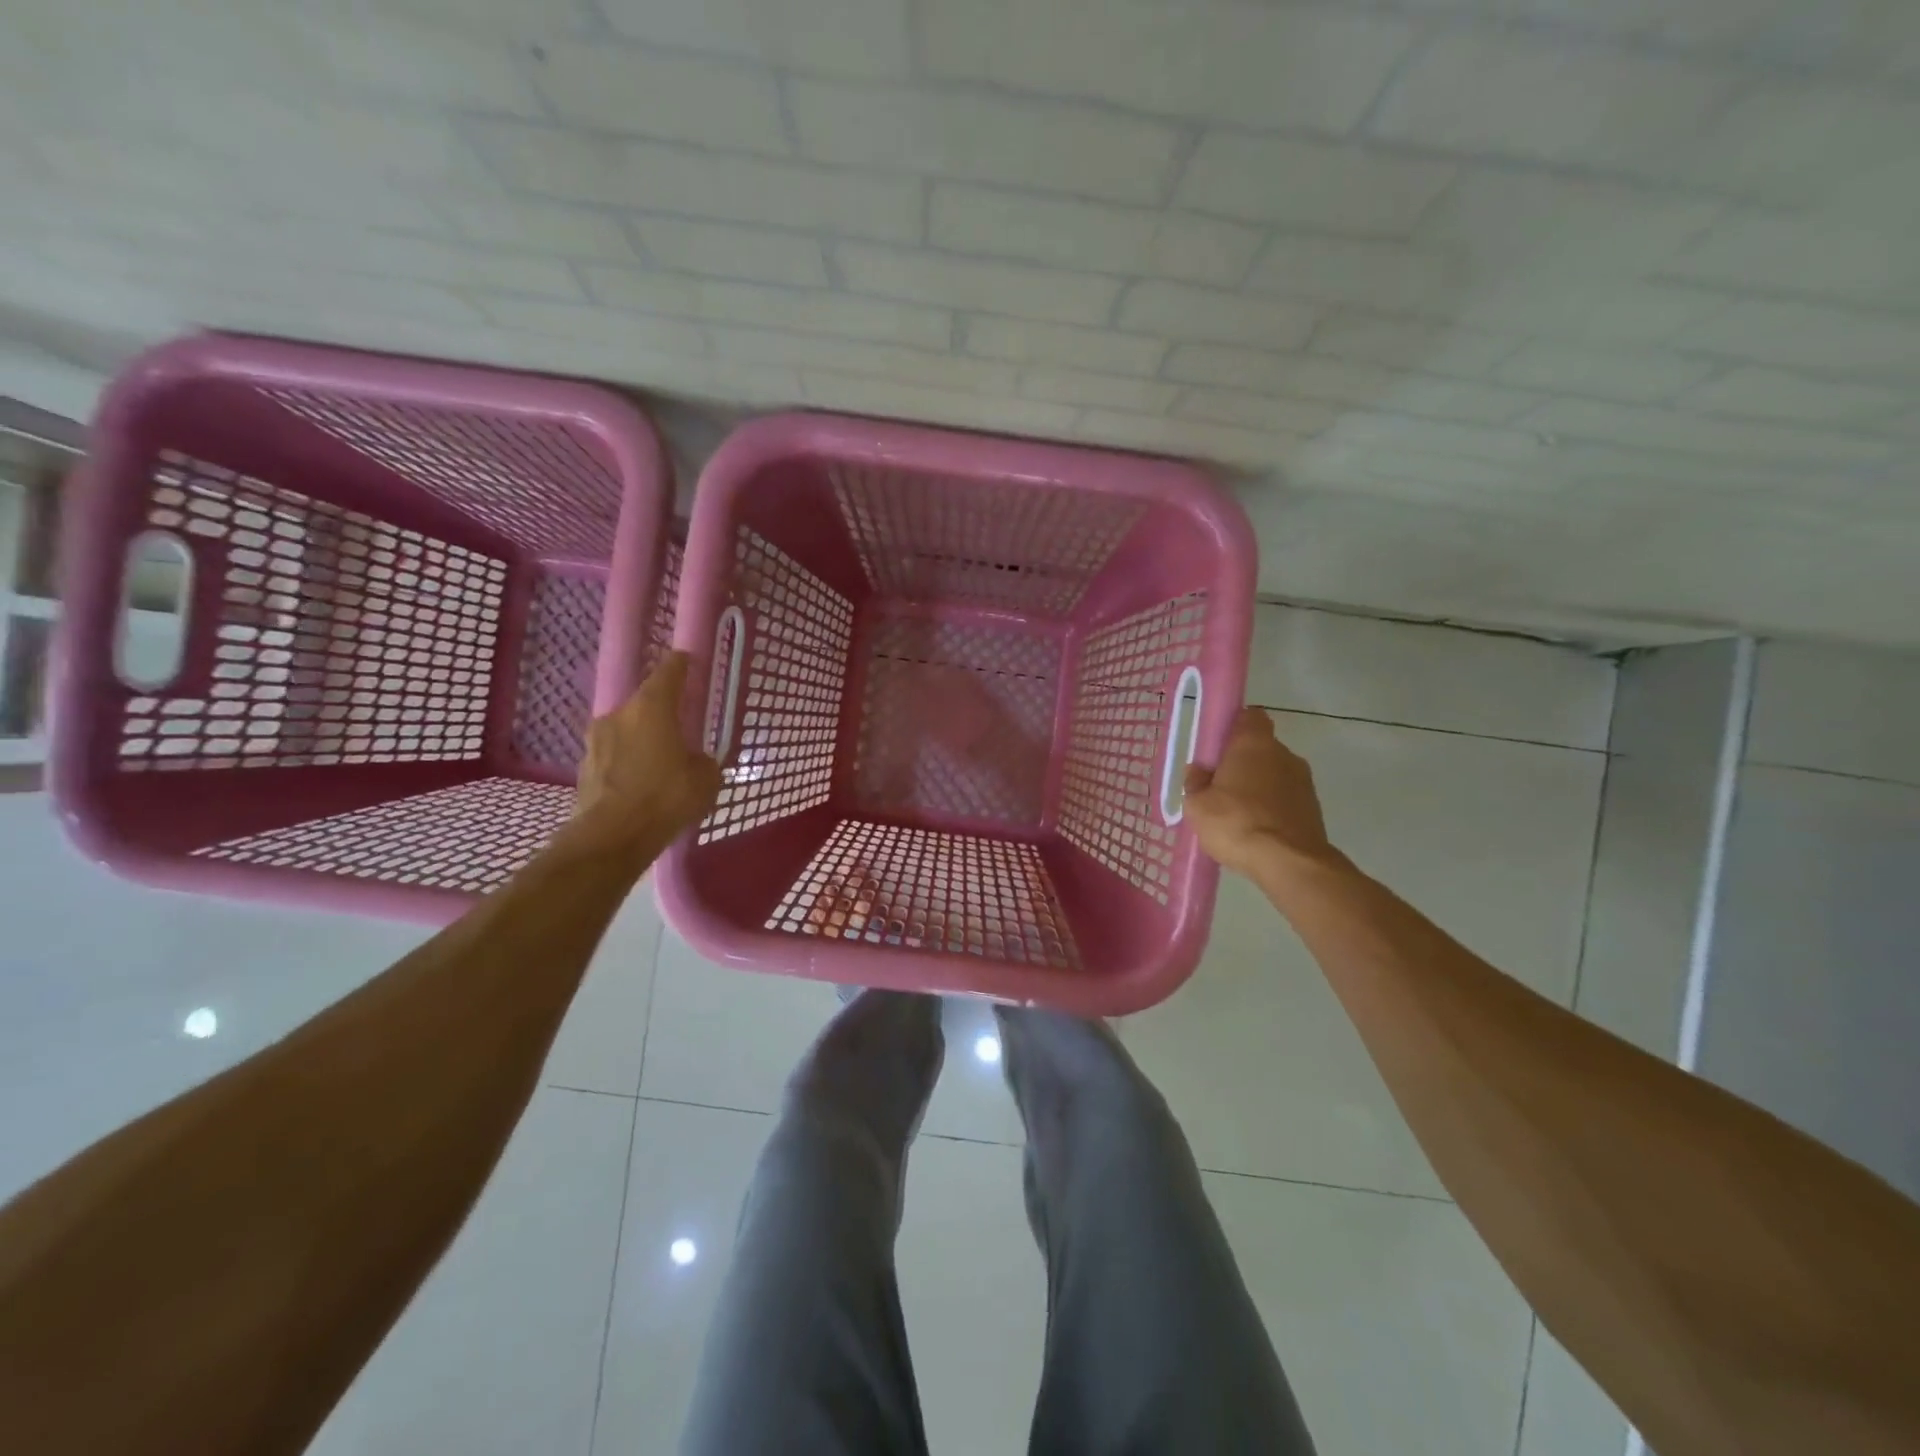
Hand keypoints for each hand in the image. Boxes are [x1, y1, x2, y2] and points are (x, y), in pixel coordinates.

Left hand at [569, 652, 721, 856]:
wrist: (612, 838)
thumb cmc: (666, 798)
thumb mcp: (706, 778)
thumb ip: (704, 760)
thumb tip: (695, 761)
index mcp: (651, 708)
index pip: (668, 672)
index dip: (681, 665)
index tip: (688, 660)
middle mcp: (619, 715)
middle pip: (644, 705)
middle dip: (662, 714)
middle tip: (680, 729)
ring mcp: (596, 742)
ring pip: (627, 732)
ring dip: (643, 741)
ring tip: (660, 763)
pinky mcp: (584, 769)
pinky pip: (614, 758)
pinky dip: (628, 765)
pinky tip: (642, 785)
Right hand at [1184, 707, 1336, 878]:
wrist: (1289, 863)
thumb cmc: (1236, 823)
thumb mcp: (1198, 805)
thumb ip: (1196, 783)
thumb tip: (1198, 771)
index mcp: (1254, 743)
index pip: (1249, 716)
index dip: (1234, 726)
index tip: (1217, 746)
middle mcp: (1284, 754)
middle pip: (1261, 748)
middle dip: (1242, 763)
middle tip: (1219, 786)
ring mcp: (1303, 781)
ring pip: (1274, 775)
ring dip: (1258, 787)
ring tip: (1236, 814)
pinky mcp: (1313, 808)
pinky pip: (1285, 798)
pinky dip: (1272, 808)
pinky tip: (1256, 830)